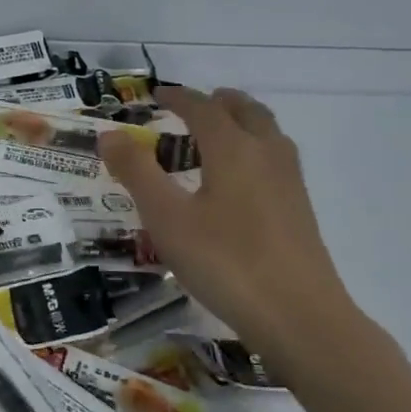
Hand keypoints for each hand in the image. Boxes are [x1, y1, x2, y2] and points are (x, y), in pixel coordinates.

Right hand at [97, 86, 353, 348]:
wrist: (299, 316)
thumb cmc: (224, 262)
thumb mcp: (167, 218)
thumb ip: (136, 172)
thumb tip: (110, 134)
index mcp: (233, 149)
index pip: (203, 108)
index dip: (178, 97)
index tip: (156, 95)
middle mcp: (267, 155)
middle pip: (246, 112)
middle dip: (218, 102)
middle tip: (193, 106)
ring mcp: (290, 183)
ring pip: (267, 134)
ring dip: (241, 123)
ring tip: (216, 136)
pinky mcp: (300, 210)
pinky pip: (275, 159)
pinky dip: (254, 149)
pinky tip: (240, 182)